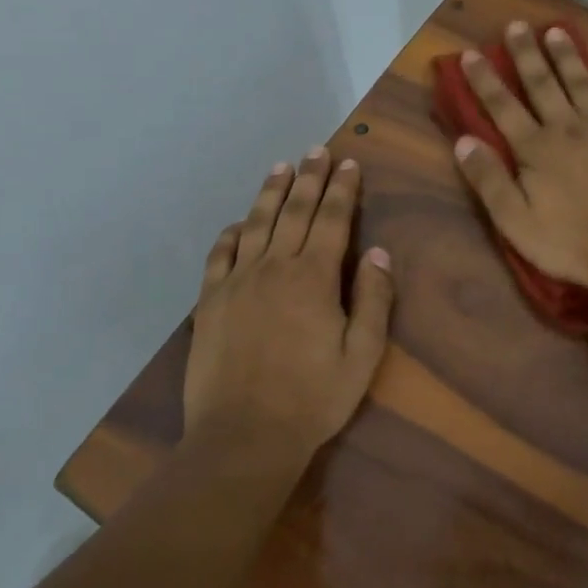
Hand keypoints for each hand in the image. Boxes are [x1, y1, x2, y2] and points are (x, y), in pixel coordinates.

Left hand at [182, 149, 395, 464]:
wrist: (244, 435)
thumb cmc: (313, 398)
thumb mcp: (362, 355)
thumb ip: (373, 300)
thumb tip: (378, 252)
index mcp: (314, 277)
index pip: (332, 220)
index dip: (342, 189)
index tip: (349, 163)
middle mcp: (274, 267)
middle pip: (294, 211)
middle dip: (309, 178)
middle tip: (317, 151)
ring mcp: (237, 282)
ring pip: (256, 224)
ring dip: (271, 193)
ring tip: (281, 167)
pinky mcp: (210, 301)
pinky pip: (220, 254)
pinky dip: (231, 233)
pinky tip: (239, 222)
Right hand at [452, 22, 587, 303]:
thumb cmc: (571, 244)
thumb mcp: (516, 223)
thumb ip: (489, 180)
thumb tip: (463, 141)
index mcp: (536, 150)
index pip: (503, 107)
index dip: (484, 80)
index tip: (470, 54)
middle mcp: (568, 128)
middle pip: (542, 84)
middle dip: (526, 54)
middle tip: (516, 25)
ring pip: (581, 82)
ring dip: (566, 56)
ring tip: (554, 31)